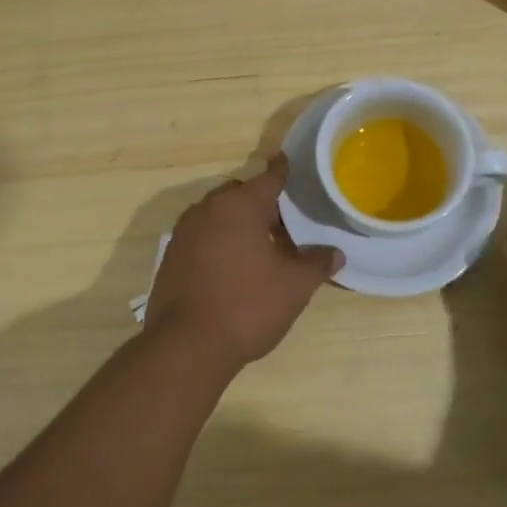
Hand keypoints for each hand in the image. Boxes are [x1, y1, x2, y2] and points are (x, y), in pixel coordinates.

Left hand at [147, 153, 343, 374]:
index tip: (286, 160)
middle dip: (261, 204)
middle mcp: (208, 209)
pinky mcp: (171, 257)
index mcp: (239, 205)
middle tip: (284, 223)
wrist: (186, 346)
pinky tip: (234, 268)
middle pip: (240, 195)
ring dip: (239, 224)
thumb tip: (335, 253)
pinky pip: (202, 237)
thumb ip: (316, 263)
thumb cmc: (247, 305)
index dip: (282, 171)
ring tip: (262, 247)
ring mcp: (184, 233)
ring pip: (218, 216)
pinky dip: (220, 242)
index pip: (268, 178)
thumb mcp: (294, 286)